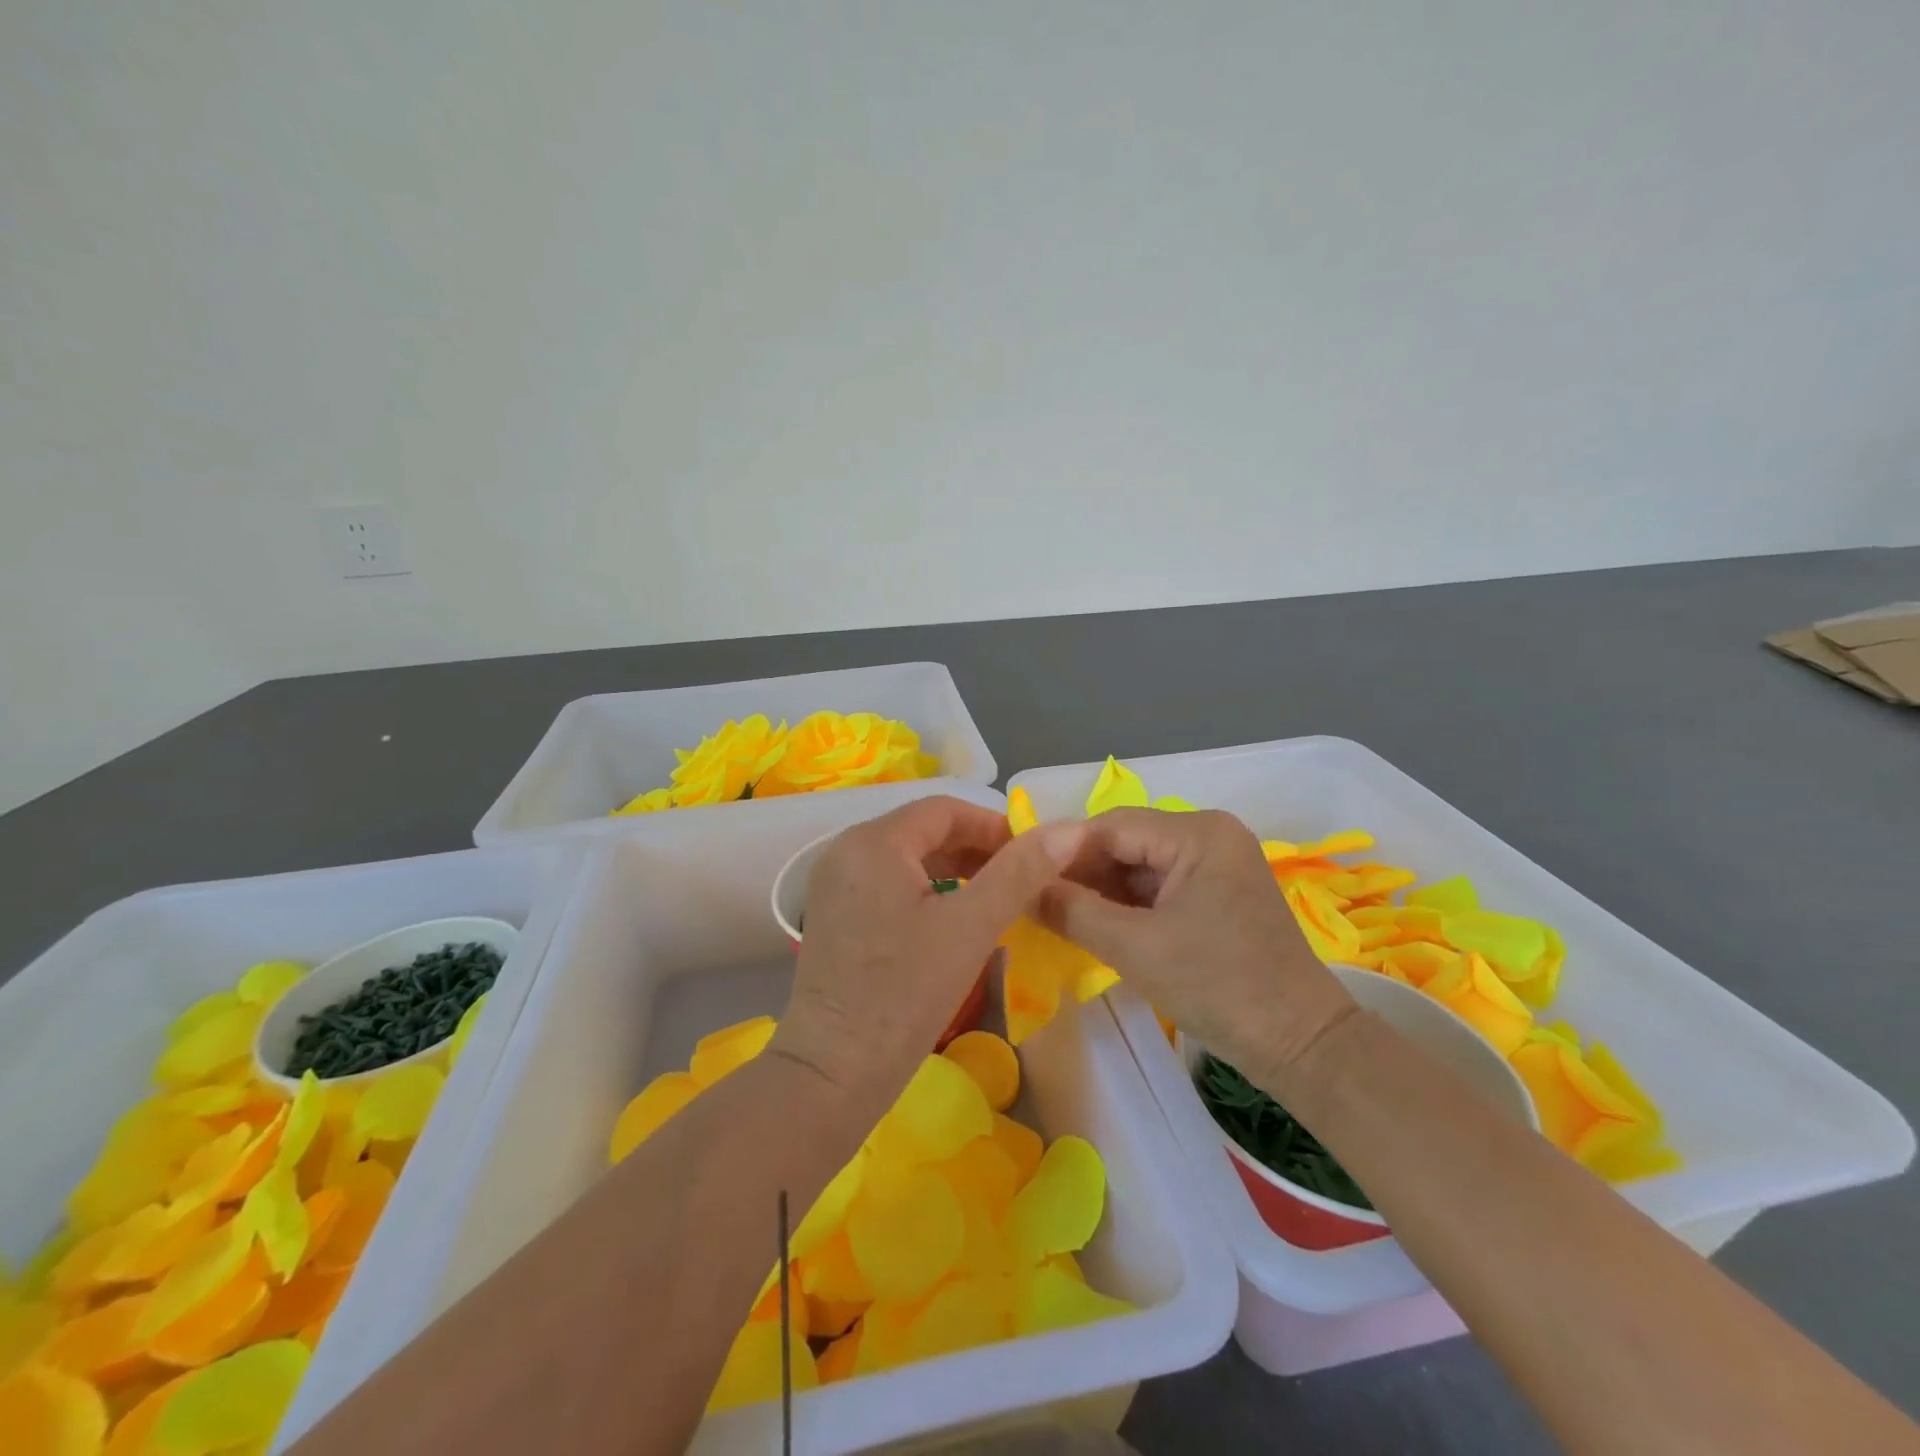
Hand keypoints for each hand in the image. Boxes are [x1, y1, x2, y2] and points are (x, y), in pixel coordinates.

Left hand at [770, 796, 1083, 1118]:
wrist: (832, 1074)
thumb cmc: (904, 995)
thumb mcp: (971, 927)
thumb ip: (1020, 873)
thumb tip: (1068, 830)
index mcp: (873, 841)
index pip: (944, 809)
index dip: (993, 825)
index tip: (1033, 855)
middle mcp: (846, 850)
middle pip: (923, 830)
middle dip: (976, 848)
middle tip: (1021, 880)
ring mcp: (835, 884)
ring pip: (907, 858)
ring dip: (954, 869)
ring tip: (996, 897)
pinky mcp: (833, 915)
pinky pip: (889, 883)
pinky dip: (927, 890)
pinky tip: (955, 919)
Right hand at [1037, 807, 1354, 1090]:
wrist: (1301, 1043)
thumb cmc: (1218, 987)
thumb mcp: (1134, 948)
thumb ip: (1071, 911)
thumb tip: (1020, 888)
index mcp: (1198, 833)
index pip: (1111, 826)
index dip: (1061, 851)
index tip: (1019, 877)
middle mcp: (1209, 834)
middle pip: (1125, 842)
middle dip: (1079, 871)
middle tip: (1033, 899)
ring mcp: (1217, 862)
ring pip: (1139, 864)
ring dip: (1100, 889)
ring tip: (1055, 913)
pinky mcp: (1218, 890)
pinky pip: (1159, 884)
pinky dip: (1126, 903)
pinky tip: (1094, 922)